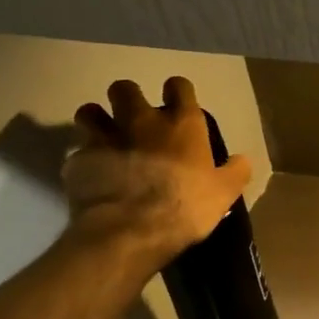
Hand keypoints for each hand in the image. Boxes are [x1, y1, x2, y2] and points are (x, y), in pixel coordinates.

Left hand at [62, 76, 251, 273]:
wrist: (129, 232)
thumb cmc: (185, 207)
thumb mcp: (224, 193)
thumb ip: (234, 172)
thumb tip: (241, 160)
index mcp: (181, 124)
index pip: (179, 86)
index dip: (178, 92)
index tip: (178, 105)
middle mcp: (141, 121)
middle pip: (125, 88)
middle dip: (128, 99)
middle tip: (135, 120)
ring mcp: (105, 138)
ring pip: (90, 111)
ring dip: (97, 120)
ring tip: (106, 139)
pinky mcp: (77, 161)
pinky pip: (77, 151)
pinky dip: (85, 159)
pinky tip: (93, 176)